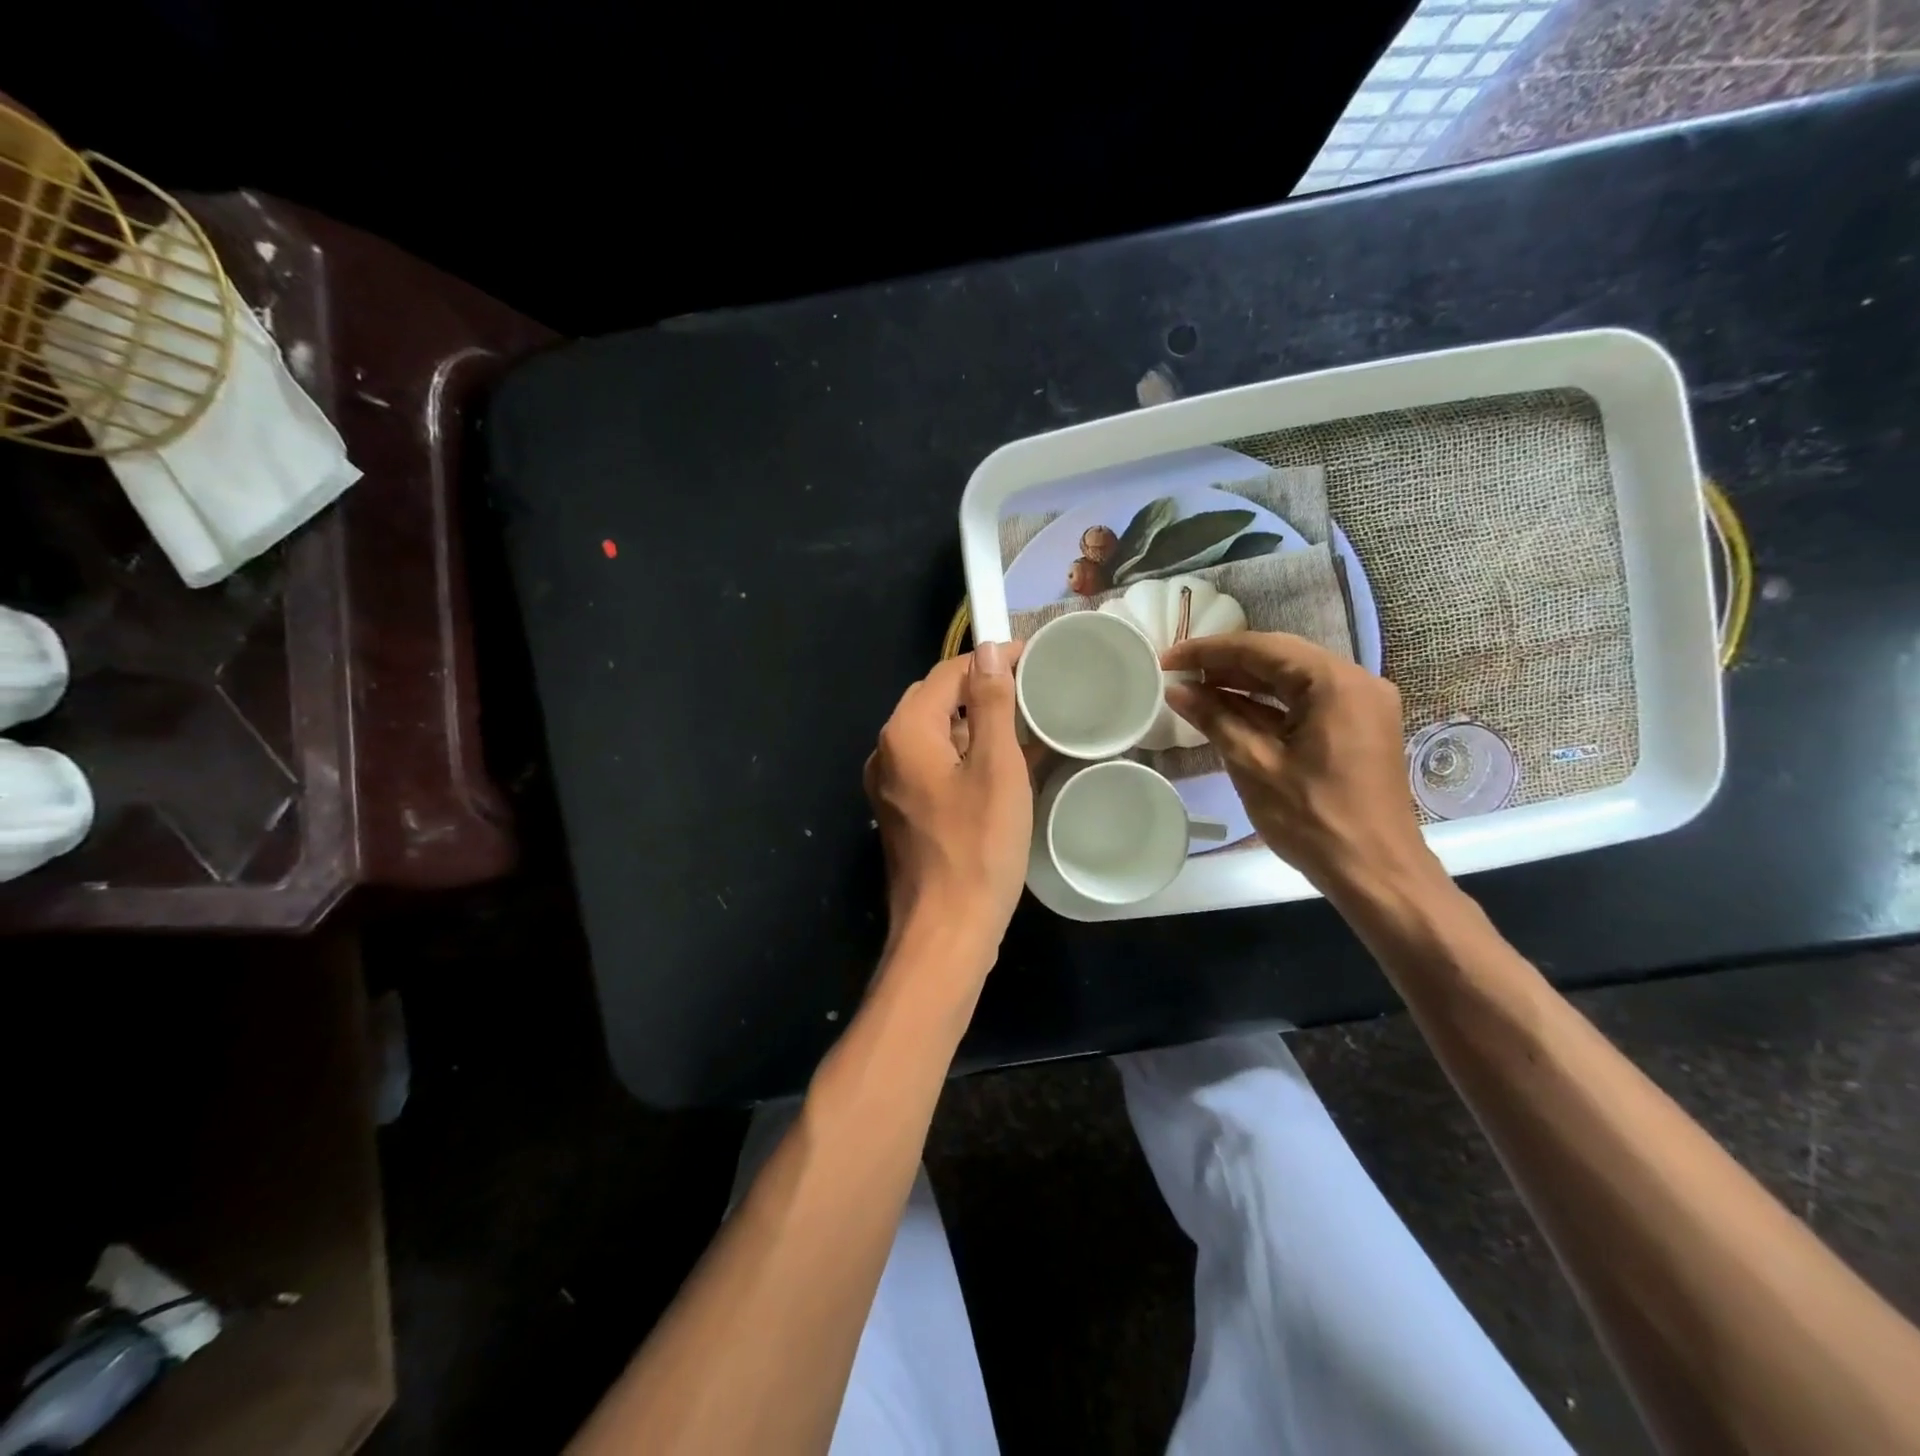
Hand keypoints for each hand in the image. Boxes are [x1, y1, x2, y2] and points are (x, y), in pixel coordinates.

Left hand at [864, 641, 1030, 972]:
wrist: (947, 930)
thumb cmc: (978, 846)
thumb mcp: (996, 767)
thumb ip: (991, 703)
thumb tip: (989, 650)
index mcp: (905, 732)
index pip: (947, 674)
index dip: (989, 661)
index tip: (1031, 659)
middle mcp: (887, 752)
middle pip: (936, 701)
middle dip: (981, 691)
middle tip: (1031, 691)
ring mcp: (891, 786)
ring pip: (936, 736)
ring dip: (975, 726)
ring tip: (1023, 725)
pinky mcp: (902, 813)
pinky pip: (934, 768)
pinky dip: (965, 758)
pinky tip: (1001, 768)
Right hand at [1162, 632, 1443, 902]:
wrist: (1376, 873)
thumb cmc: (1314, 819)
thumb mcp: (1254, 766)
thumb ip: (1215, 719)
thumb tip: (1176, 690)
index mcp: (1335, 683)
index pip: (1262, 649)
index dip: (1209, 650)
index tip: (1168, 659)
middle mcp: (1355, 682)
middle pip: (1280, 657)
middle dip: (1225, 663)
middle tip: (1178, 671)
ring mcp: (1360, 705)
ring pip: (1292, 680)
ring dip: (1244, 684)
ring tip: (1195, 688)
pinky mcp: (1357, 728)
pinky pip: (1305, 702)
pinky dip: (1267, 705)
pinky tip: (1229, 710)